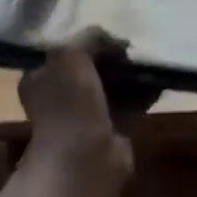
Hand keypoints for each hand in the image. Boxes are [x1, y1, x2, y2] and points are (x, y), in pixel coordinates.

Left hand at [17, 27, 133, 188]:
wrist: (83, 160)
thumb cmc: (69, 104)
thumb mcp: (71, 55)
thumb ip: (89, 38)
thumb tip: (115, 41)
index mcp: (39, 76)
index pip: (62, 49)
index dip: (85, 40)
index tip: (108, 36)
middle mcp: (57, 95)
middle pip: (87, 66)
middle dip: (110, 57)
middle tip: (131, 49)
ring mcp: (82, 115)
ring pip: (109, 86)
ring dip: (128, 75)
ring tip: (148, 62)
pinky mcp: (108, 132)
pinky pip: (126, 104)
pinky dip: (141, 94)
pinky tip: (157, 82)